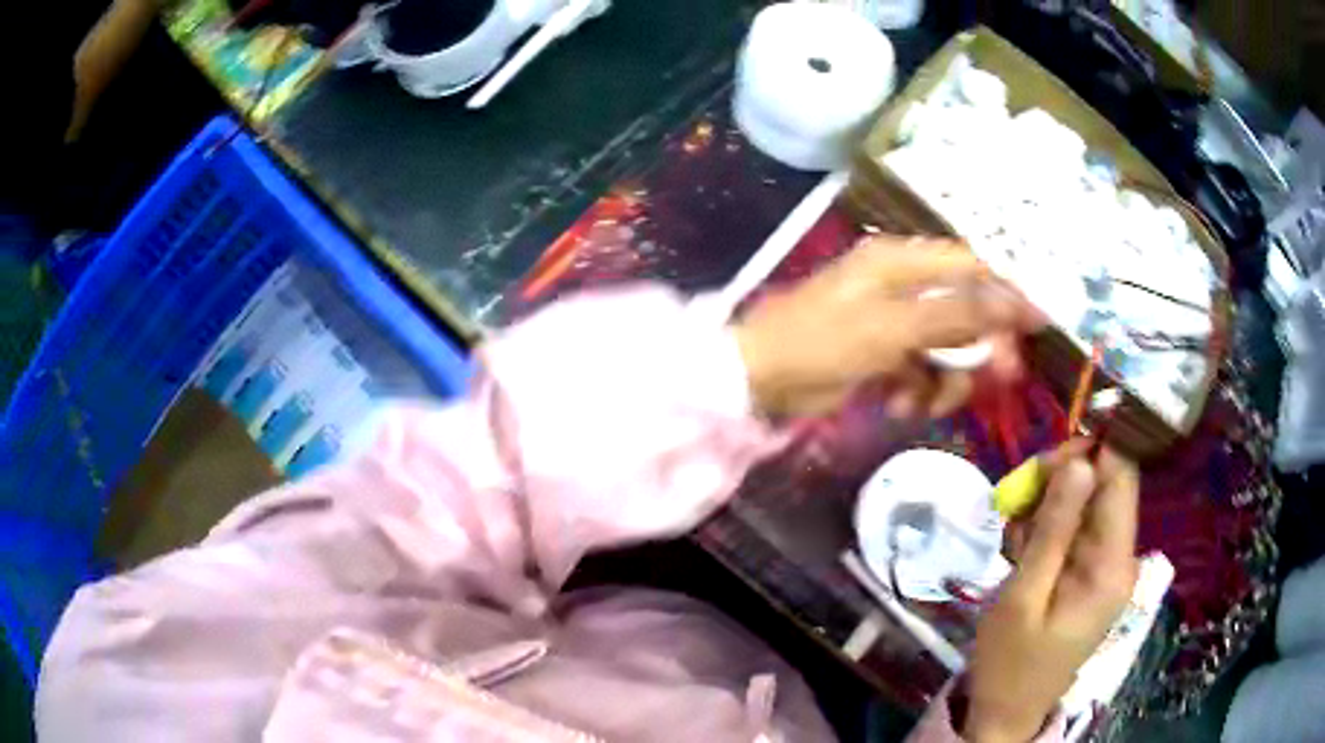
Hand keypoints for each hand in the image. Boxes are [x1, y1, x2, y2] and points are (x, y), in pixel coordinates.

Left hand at [733, 235, 1040, 417]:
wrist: (758, 381)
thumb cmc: (822, 342)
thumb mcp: (894, 327)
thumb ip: (957, 315)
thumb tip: (1017, 301)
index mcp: (901, 262)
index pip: (971, 267)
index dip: (1006, 294)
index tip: (1037, 326)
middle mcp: (900, 285)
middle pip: (964, 311)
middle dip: (979, 348)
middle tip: (998, 379)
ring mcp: (891, 322)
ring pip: (945, 348)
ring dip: (945, 379)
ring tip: (927, 403)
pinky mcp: (880, 356)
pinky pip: (918, 372)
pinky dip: (917, 391)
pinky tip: (899, 406)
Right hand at [963, 443, 1139, 742]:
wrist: (1006, 712)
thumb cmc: (1010, 662)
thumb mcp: (1023, 596)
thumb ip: (1054, 529)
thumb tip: (1080, 459)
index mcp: (1112, 565)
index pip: (1120, 476)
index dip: (1087, 454)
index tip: (1041, 466)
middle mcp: (1120, 558)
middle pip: (1102, 486)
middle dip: (1059, 482)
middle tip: (1015, 502)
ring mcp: (1105, 566)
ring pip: (1085, 505)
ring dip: (1046, 509)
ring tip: (1012, 539)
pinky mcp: (1090, 574)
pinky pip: (1075, 531)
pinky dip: (1046, 531)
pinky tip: (1021, 553)